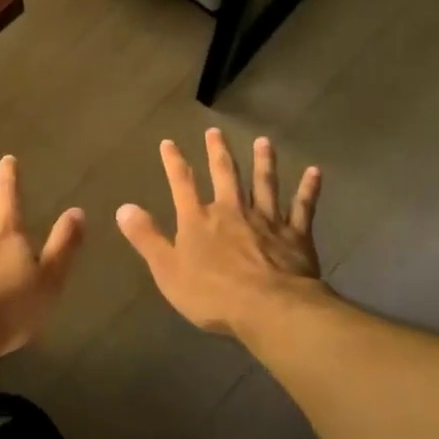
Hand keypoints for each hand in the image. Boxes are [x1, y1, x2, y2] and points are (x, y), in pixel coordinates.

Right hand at [116, 129, 325, 339]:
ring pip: (264, 183)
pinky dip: (308, 189)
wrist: (269, 308)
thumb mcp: (167, 270)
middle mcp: (232, 211)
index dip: (174, 163)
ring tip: (264, 142)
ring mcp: (266, 220)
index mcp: (199, 220)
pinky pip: (303, 207)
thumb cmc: (212, 294)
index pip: (182, 184)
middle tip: (215, 130)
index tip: (169, 142)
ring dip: (263, 162)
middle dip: (218, 152)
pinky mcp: (295, 235)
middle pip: (225, 175)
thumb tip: (123, 207)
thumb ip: (147, 238)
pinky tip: (315, 172)